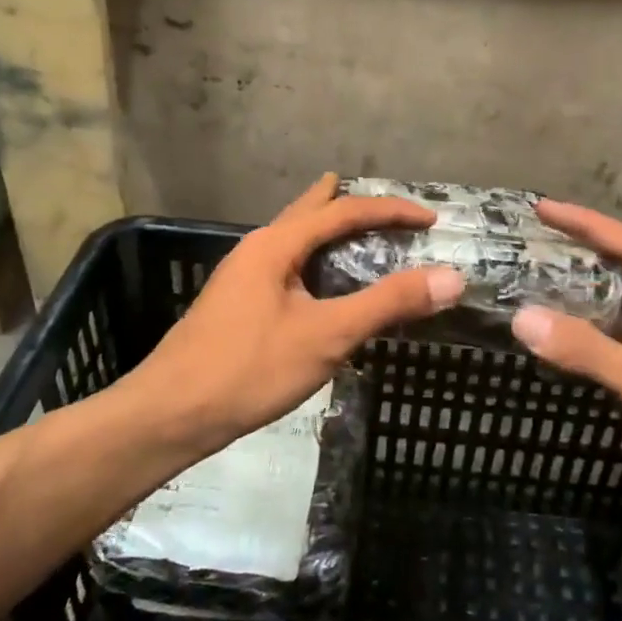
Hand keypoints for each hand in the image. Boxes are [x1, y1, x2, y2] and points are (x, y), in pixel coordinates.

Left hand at [133, 175, 464, 444]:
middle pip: (311, 212)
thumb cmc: (249, 368)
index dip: (391, 210)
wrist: (171, 414)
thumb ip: (387, 303)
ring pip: (295, 240)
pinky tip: (320, 288)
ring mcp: (242, 277)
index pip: (343, 210)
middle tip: (389, 210)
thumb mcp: (327, 336)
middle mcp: (257, 249)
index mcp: (276, 244)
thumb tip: (450, 276)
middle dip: (351, 206)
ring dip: (329, 232)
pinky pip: (287, 267)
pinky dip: (315, 262)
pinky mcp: (237, 304)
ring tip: (356, 234)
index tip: (431, 218)